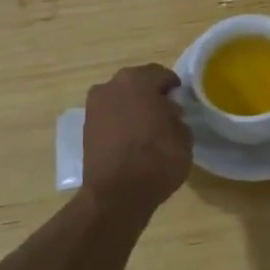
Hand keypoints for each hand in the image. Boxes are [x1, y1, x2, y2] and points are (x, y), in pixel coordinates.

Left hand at [83, 64, 191, 209]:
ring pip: (119, 100)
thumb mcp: (184, 134)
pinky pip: (109, 118)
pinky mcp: (85, 130)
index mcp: (138, 80)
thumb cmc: (158, 158)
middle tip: (165, 114)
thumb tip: (168, 113)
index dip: (173, 87)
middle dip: (150, 95)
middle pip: (136, 83)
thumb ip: (176, 116)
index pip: (161, 74)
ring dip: (132, 108)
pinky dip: (119, 124)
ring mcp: (94, 108)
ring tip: (147, 129)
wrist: (117, 194)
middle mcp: (111, 86)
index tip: (181, 102)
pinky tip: (131, 141)